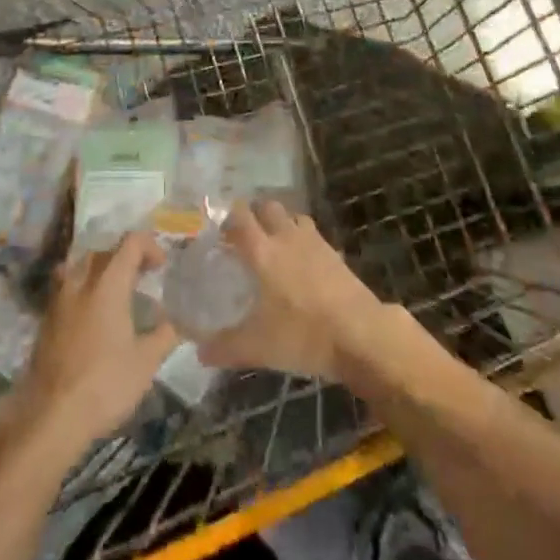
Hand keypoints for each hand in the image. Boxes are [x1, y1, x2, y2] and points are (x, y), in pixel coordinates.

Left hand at [20, 233, 178, 451]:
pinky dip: (82, 290)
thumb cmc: (105, 384)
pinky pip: (66, 288)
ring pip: (80, 266)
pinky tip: (91, 317)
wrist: (51, 417)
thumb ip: (164, 336)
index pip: (130, 243)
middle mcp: (81, 282)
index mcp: (108, 283)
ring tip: (114, 293)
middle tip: (141, 279)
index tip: (161, 267)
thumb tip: (176, 323)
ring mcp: (59, 299)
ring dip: (100, 271)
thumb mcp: (146, 363)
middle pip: (104, 251)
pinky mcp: (46, 320)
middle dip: (125, 258)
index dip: (150, 246)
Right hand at [194, 201, 389, 382]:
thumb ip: (225, 347)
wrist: (360, 333)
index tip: (220, 232)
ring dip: (281, 223)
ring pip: (292, 216)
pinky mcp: (334, 253)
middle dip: (255, 214)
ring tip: (274, 244)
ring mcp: (314, 242)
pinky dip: (303, 239)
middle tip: (246, 236)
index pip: (240, 217)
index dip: (228, 218)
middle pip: (267, 207)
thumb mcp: (258, 347)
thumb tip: (199, 352)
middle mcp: (286, 237)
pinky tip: (302, 263)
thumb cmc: (303, 334)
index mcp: (262, 251)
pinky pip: (313, 234)